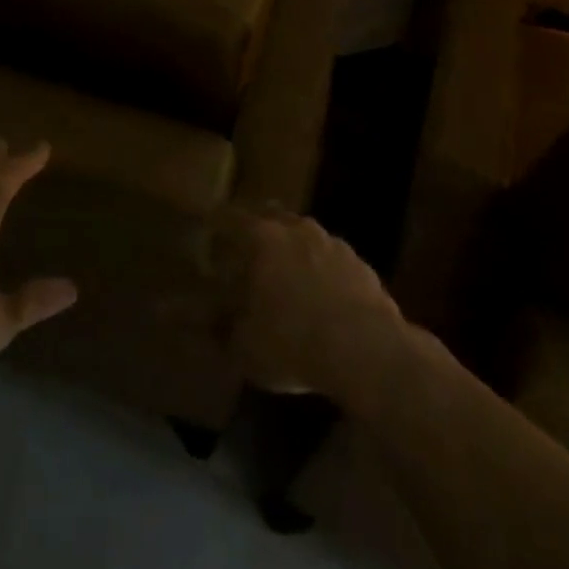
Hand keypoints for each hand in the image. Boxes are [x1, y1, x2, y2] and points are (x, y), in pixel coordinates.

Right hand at [224, 207, 409, 402]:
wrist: (367, 351)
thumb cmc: (294, 341)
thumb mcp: (245, 347)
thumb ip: (221, 328)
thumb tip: (200, 320)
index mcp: (262, 238)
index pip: (231, 217)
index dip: (217, 221)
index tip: (209, 226)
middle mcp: (297, 229)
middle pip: (272, 216)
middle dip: (259, 228)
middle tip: (248, 247)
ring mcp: (333, 243)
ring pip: (306, 235)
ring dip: (294, 248)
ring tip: (287, 272)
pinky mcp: (361, 264)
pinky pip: (333, 259)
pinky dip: (323, 270)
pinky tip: (323, 295)